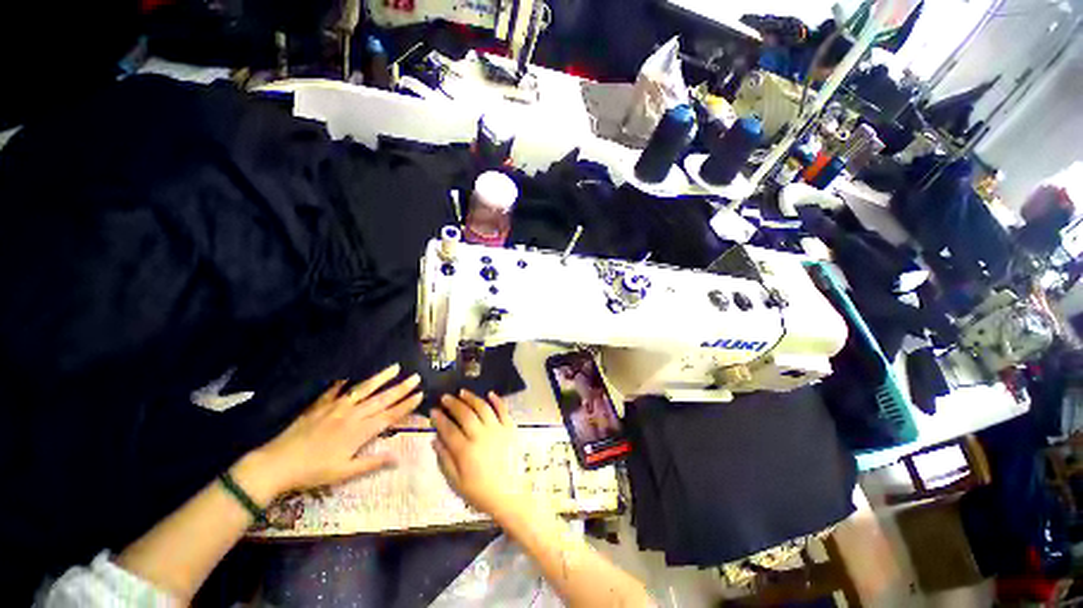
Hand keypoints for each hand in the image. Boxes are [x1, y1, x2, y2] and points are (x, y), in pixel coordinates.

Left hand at [236, 364, 422, 503]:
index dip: (406, 405)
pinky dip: (343, 384)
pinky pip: (334, 391)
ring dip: (381, 378)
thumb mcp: (344, 473)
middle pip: (382, 399)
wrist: (276, 464)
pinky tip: (349, 378)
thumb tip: (398, 458)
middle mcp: (352, 415)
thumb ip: (372, 463)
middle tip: (416, 377)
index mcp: (360, 431)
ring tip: (395, 368)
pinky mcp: (320, 406)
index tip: (420, 394)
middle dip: (401, 388)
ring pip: (364, 390)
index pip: (390, 415)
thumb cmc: (313, 472)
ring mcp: (336, 407)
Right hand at [431, 390, 527, 521]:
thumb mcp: (456, 483)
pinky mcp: (510, 429)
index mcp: (466, 451)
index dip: (439, 419)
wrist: (509, 495)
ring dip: (472, 398)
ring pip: (483, 408)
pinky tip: (490, 393)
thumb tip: (434, 440)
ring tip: (463, 392)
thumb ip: (444, 460)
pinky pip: (503, 410)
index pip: (449, 429)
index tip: (433, 410)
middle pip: (465, 414)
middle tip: (445, 397)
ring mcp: (497, 430)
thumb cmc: (480, 492)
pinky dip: (497, 400)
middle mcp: (481, 436)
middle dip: (453, 404)